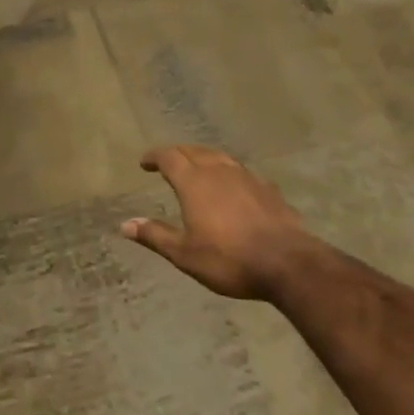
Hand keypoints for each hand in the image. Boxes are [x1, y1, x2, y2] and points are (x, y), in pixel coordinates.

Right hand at [121, 145, 316, 300]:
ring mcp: (246, 177)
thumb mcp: (185, 254)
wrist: (288, 263)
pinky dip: (228, 172)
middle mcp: (218, 171)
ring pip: (219, 156)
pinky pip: (241, 172)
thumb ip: (155, 236)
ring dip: (203, 157)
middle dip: (177, 153)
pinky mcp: (268, 188)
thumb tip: (125, 225)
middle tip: (167, 162)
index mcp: (194, 182)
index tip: (144, 163)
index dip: (154, 156)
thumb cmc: (229, 259)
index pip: (169, 157)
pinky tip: (233, 185)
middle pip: (193, 151)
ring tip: (197, 167)